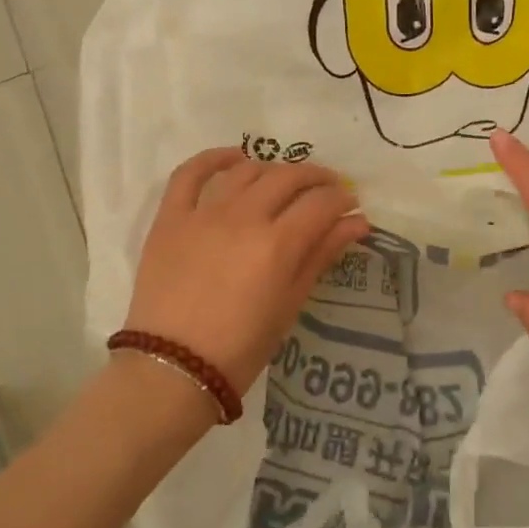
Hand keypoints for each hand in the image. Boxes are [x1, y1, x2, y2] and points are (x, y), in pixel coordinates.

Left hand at [125, 149, 370, 395]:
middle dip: (317, 178)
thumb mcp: (290, 304)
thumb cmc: (241, 348)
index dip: (342, 200)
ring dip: (274, 170)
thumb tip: (357, 223)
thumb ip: (321, 255)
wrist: (172, 369)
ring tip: (285, 182)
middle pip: (288, 178)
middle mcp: (243, 218)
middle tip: (327, 189)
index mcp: (277, 245)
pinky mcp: (171, 218)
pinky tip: (234, 158)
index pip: (321, 203)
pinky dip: (213, 159)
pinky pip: (189, 174)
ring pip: (247, 171)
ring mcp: (203, 214)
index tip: (351, 206)